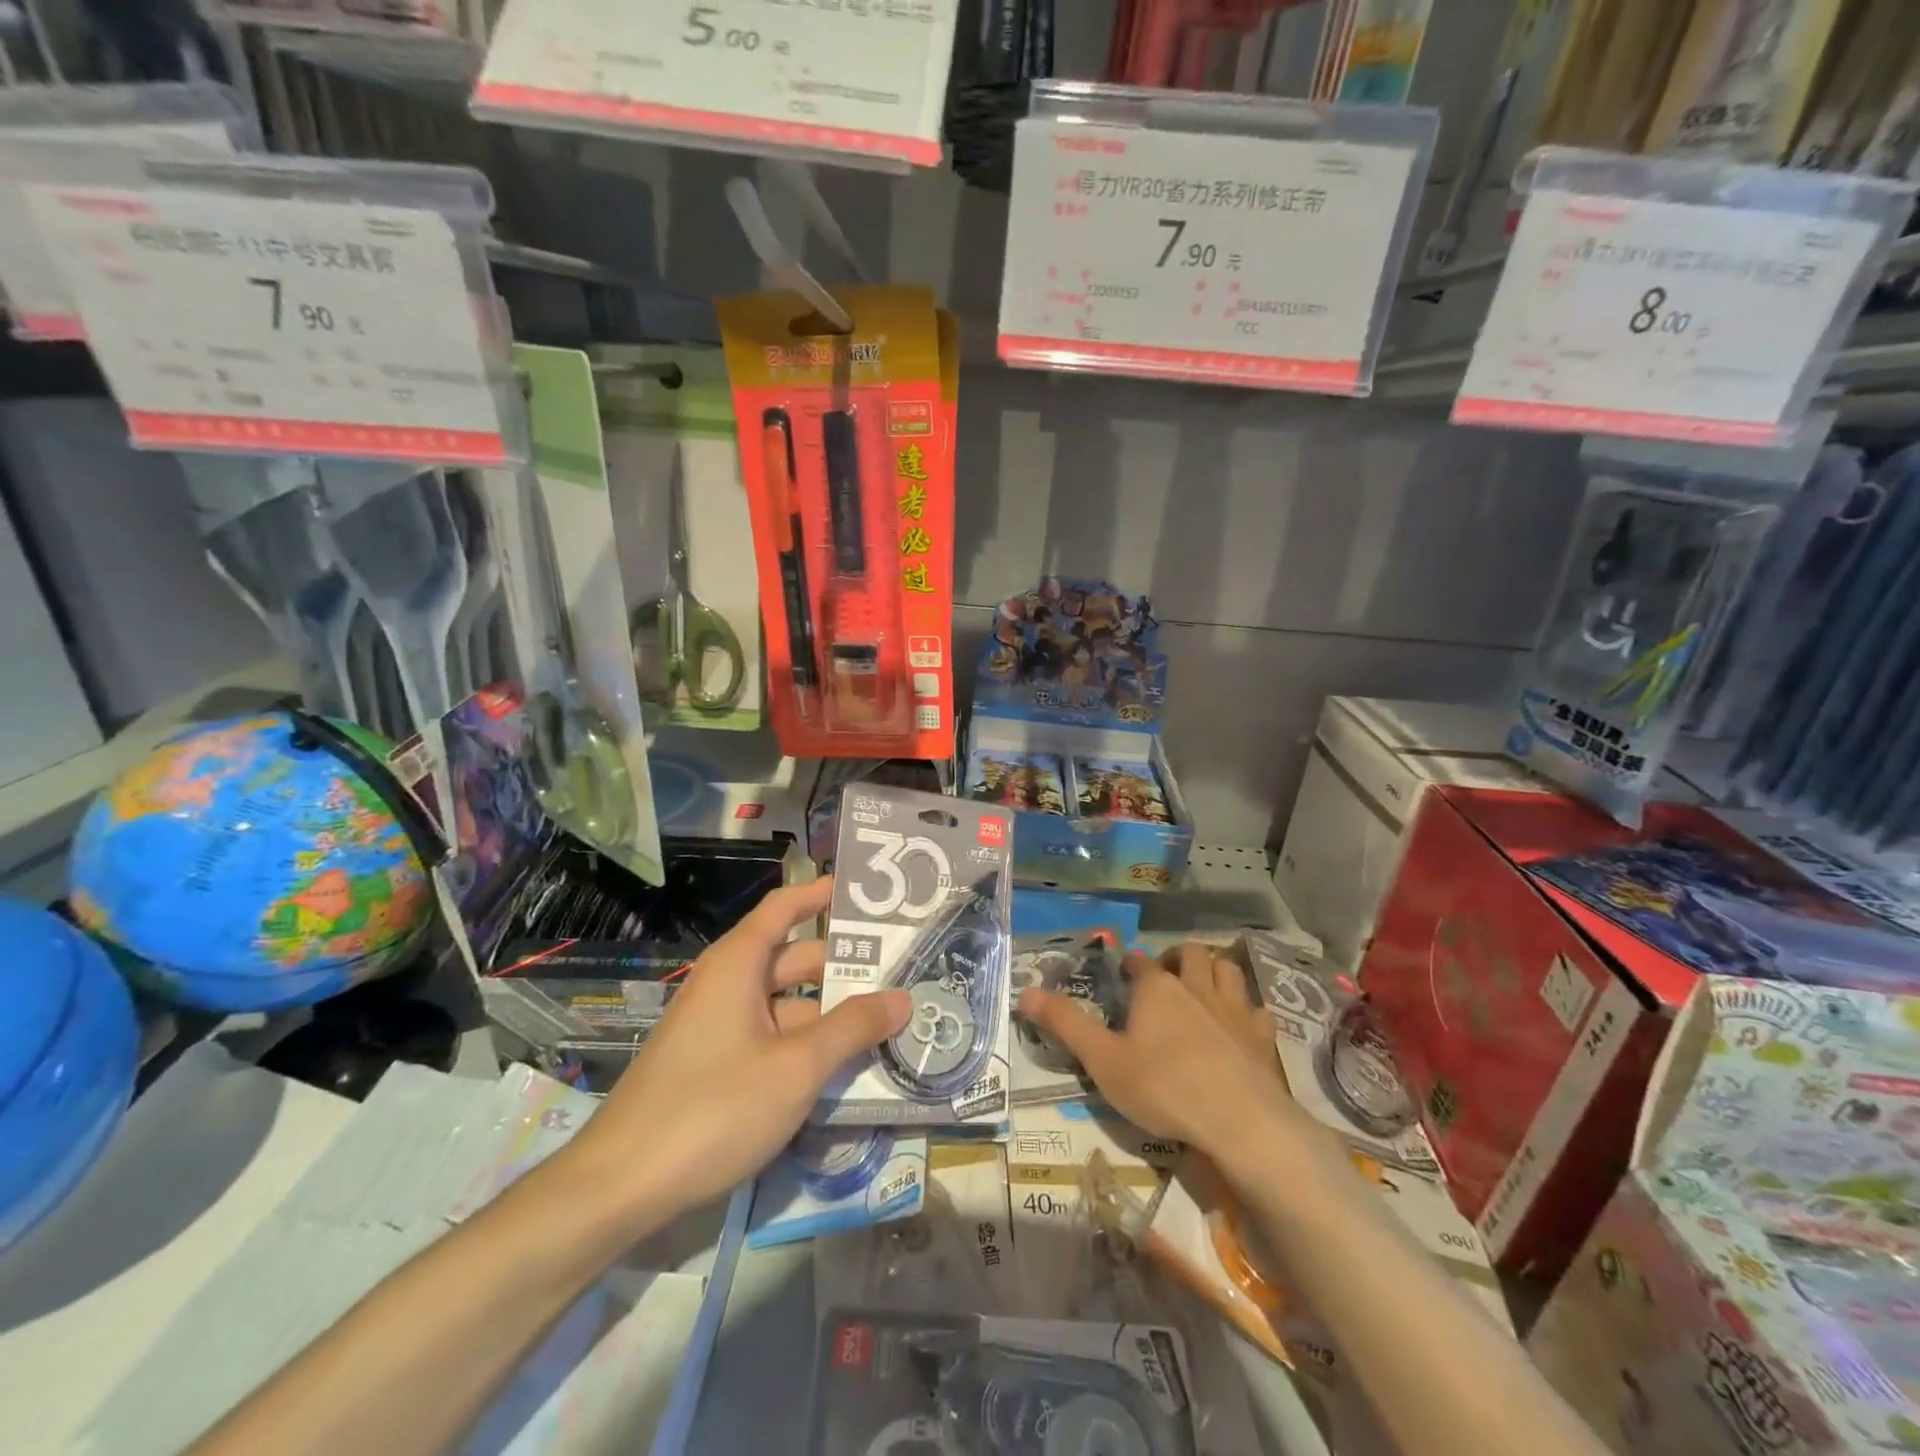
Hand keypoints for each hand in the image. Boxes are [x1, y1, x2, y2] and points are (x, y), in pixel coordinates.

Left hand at [565, 877, 909, 1226]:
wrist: (619, 1188)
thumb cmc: (713, 1108)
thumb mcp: (796, 1067)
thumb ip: (853, 1028)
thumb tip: (903, 997)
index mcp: (738, 964)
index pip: (785, 907)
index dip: (822, 894)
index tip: (867, 894)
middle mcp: (727, 985)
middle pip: (794, 959)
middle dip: (845, 965)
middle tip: (903, 971)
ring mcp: (719, 1029)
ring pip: (787, 1006)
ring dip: (831, 1013)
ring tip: (888, 1022)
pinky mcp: (715, 1067)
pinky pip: (772, 1039)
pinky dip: (807, 1045)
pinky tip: (845, 1068)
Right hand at [1019, 944, 1284, 1158]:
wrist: (1240, 1121)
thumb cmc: (1163, 1086)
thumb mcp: (1102, 1060)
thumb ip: (1065, 1024)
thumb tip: (1024, 992)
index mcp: (1157, 988)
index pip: (1139, 962)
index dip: (1128, 965)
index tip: (1121, 976)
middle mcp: (1197, 987)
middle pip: (1190, 954)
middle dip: (1176, 958)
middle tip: (1165, 978)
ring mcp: (1234, 1010)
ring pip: (1228, 971)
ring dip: (1214, 972)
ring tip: (1202, 989)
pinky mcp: (1262, 1037)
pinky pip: (1257, 1010)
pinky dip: (1246, 1011)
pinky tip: (1240, 1026)